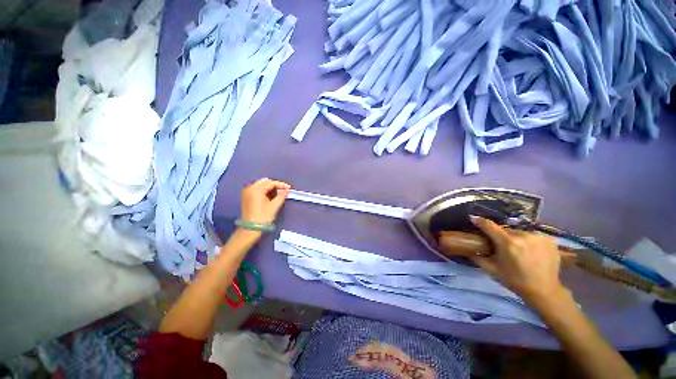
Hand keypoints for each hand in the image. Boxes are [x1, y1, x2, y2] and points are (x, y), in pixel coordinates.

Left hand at [240, 178, 289, 223]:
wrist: (251, 228)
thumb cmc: (263, 216)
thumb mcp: (274, 206)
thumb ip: (281, 196)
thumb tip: (287, 190)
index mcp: (256, 189)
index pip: (271, 183)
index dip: (281, 185)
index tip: (289, 188)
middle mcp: (250, 188)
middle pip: (265, 181)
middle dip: (275, 184)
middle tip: (284, 190)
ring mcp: (247, 192)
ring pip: (261, 185)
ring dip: (270, 187)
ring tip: (279, 193)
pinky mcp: (246, 197)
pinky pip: (257, 189)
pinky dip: (264, 190)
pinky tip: (271, 195)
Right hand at [455, 216, 566, 302]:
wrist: (544, 291)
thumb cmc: (515, 281)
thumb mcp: (492, 270)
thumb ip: (477, 257)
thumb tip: (467, 248)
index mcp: (508, 243)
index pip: (489, 226)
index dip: (479, 221)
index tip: (473, 218)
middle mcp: (523, 236)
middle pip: (506, 230)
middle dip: (501, 235)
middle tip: (501, 245)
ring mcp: (538, 237)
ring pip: (519, 232)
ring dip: (515, 238)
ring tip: (517, 249)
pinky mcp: (550, 239)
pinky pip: (532, 236)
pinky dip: (529, 241)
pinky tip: (531, 251)